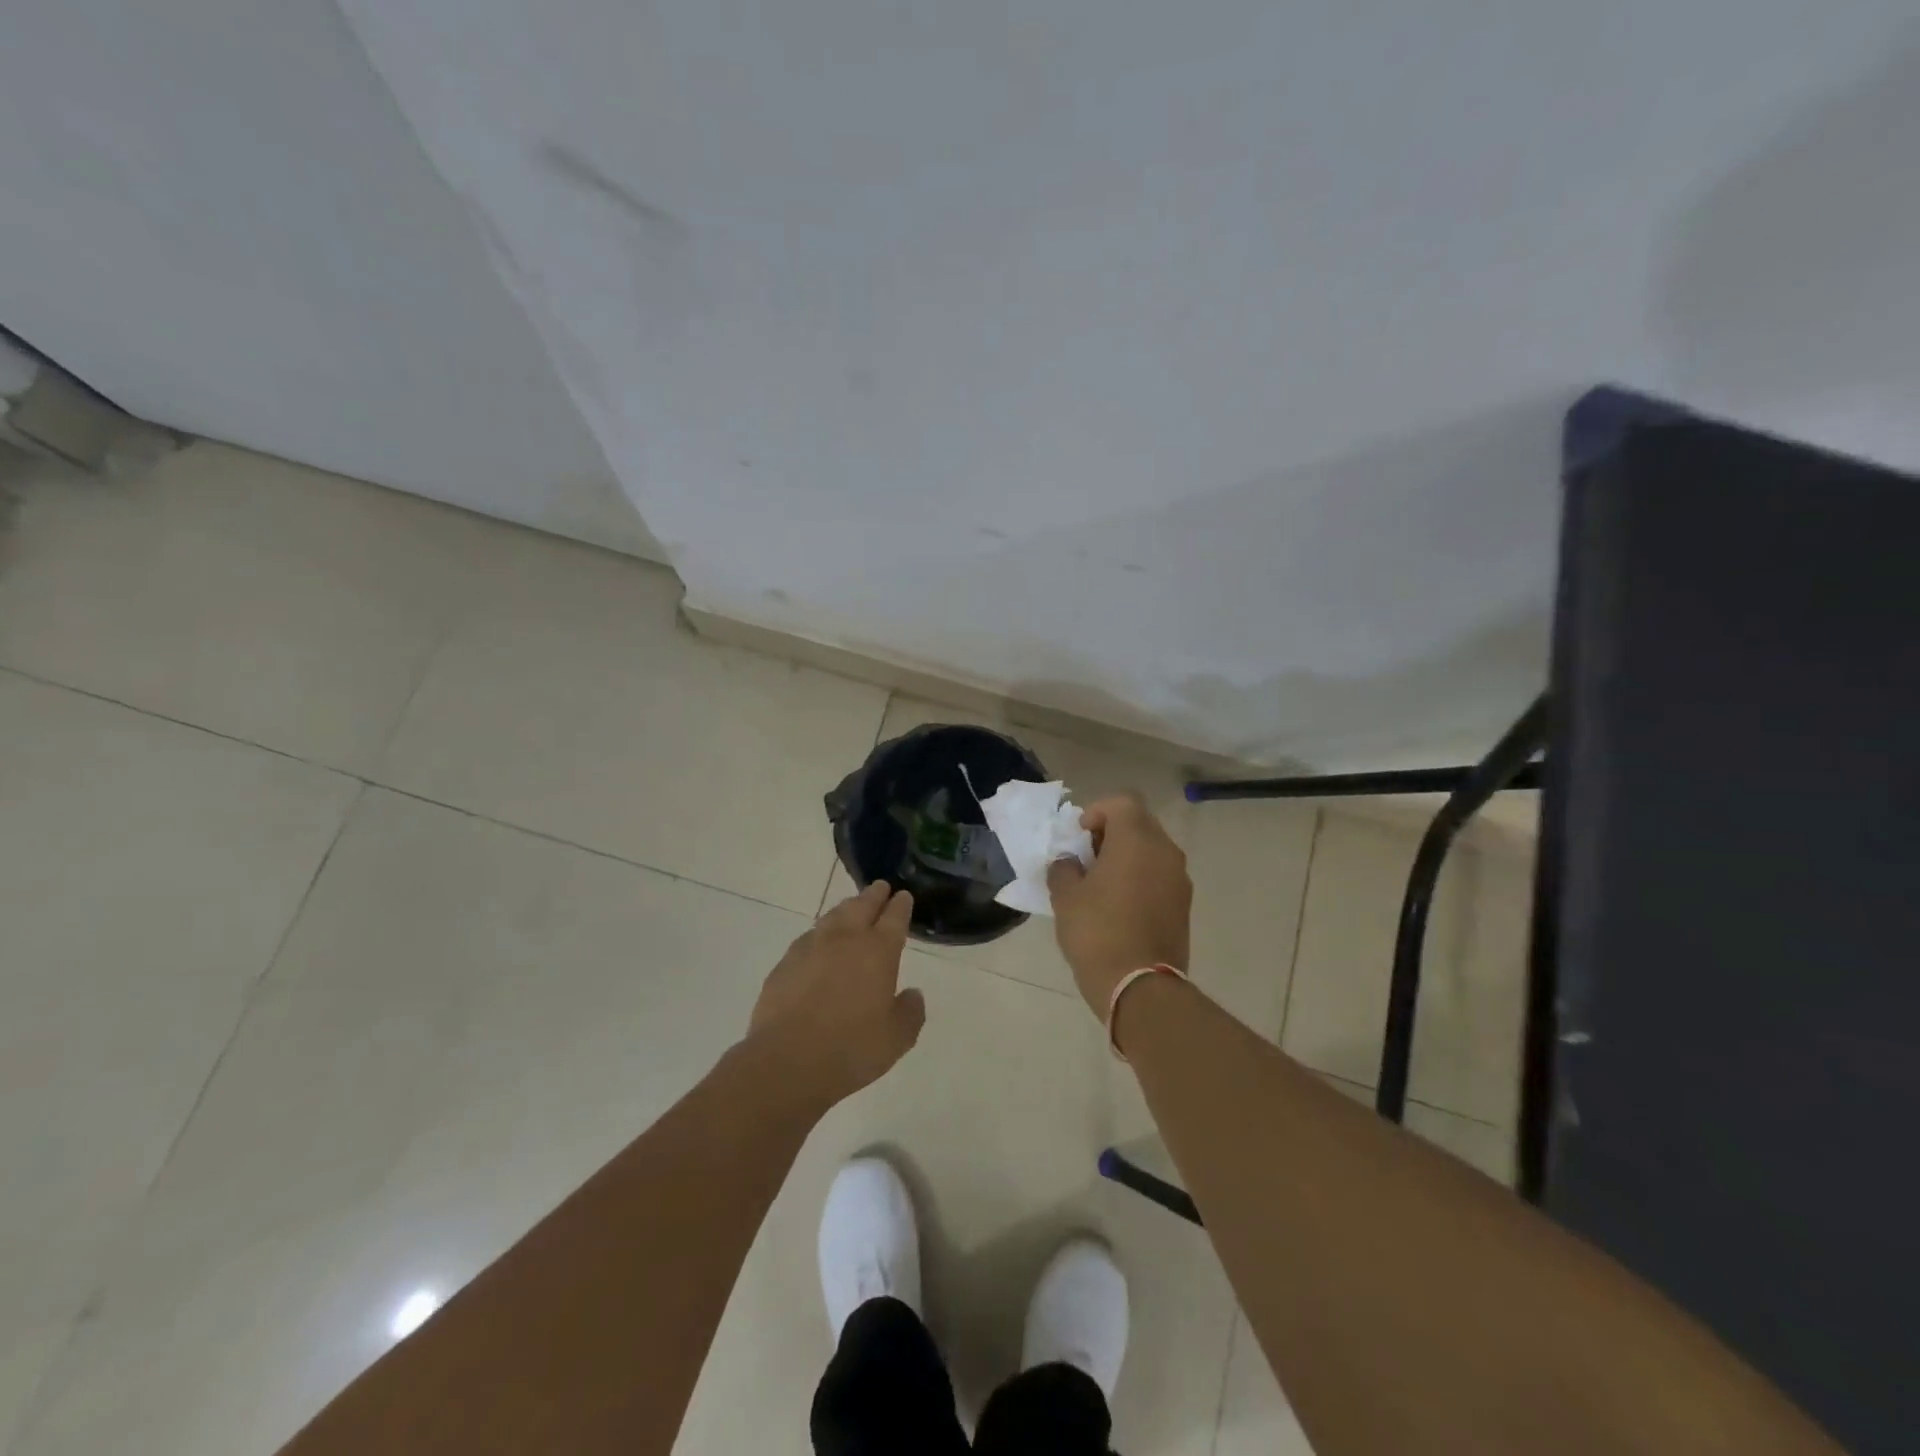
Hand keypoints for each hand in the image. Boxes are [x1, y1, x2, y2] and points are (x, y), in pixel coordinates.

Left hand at [747, 882, 925, 1106]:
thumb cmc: (851, 1049)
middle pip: (862, 906)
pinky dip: (819, 934)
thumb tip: (912, 995)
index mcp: (878, 951)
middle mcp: (845, 939)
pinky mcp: (785, 963)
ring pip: (832, 917)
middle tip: (880, 887)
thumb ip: (910, 1012)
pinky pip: (808, 938)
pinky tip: (818, 943)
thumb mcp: (897, 1038)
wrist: (786, 1062)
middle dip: (874, 895)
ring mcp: (811, 948)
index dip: (901, 905)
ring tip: (852, 907)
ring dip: (846, 909)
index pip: (894, 917)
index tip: (904, 896)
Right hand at [1047, 794, 1191, 1016]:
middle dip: (1111, 833)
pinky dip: (1140, 878)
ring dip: (1126, 856)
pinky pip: (1159, 875)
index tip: (1078, 836)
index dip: (1097, 811)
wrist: (1140, 987)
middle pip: (1139, 823)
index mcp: (1137, 840)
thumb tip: (1070, 863)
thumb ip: (1064, 869)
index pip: (1122, 802)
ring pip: (1151, 850)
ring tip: (1100, 883)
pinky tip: (1118, 905)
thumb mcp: (1065, 897)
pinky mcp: (1183, 905)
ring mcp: (1179, 879)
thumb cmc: (1097, 932)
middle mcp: (1165, 851)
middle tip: (1086, 858)